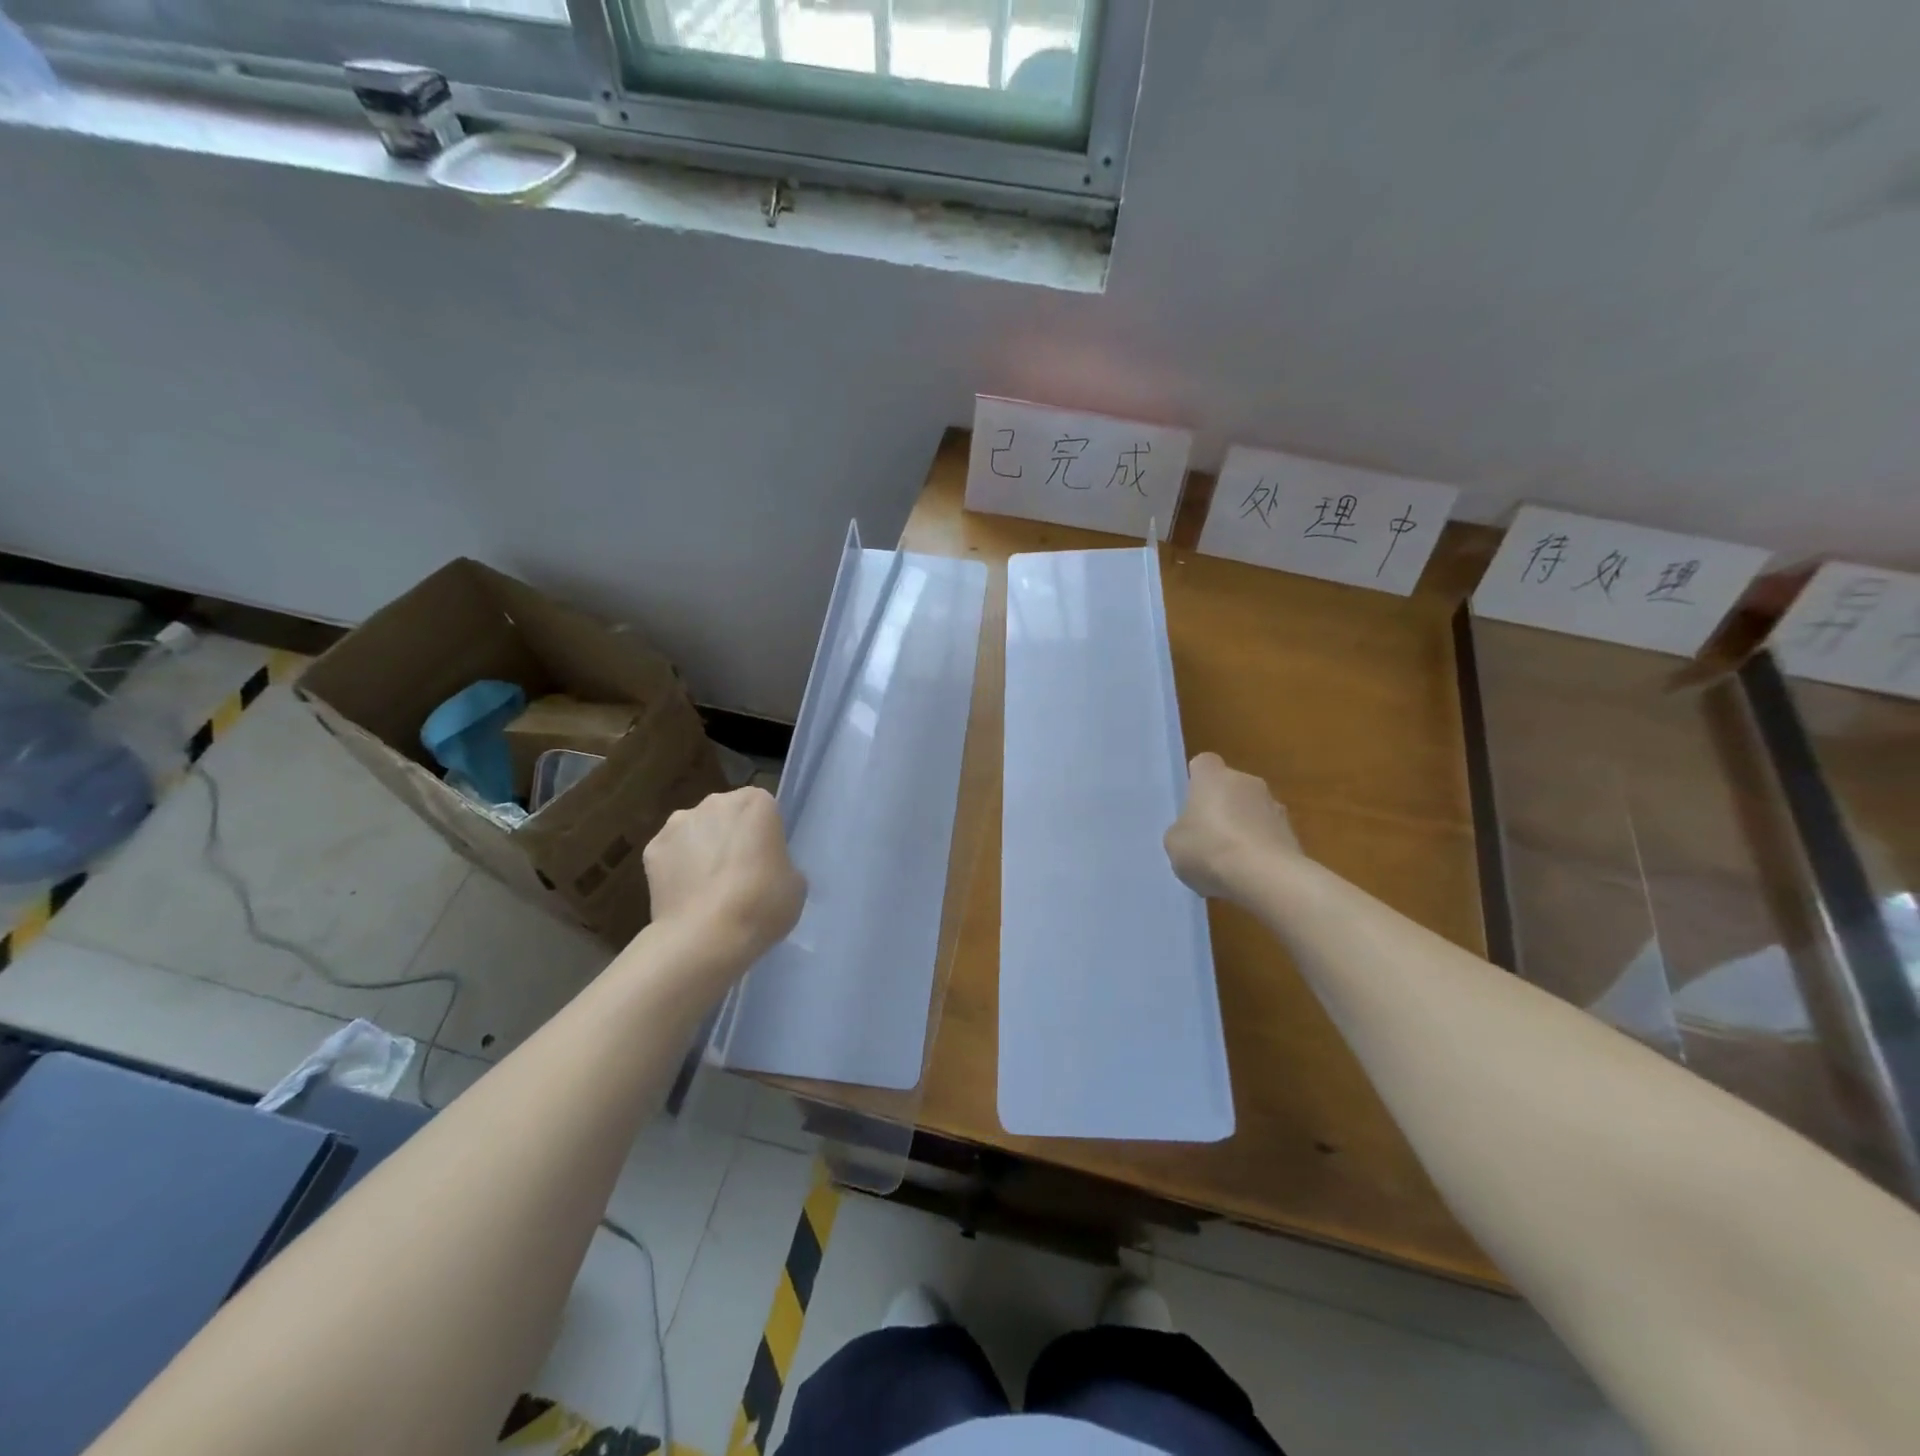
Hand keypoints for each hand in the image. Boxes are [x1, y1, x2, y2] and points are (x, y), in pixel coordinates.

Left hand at [643, 787, 805, 965]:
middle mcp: (715, 802)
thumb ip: (781, 863)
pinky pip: (671, 854)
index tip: (766, 859)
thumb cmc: (762, 904)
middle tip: (739, 873)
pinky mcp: (652, 849)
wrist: (706, 936)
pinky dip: (676, 869)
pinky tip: (685, 896)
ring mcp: (678, 823)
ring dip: (701, 848)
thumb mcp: (794, 884)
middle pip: (726, 814)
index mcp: (756, 803)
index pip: (763, 809)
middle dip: (730, 835)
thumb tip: (766, 868)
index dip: (764, 834)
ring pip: (695, 831)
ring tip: (708, 888)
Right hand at [1164, 752, 1302, 902]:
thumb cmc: (1210, 849)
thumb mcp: (1174, 843)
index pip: (1203, 764)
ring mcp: (1275, 807)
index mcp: (1213, 777)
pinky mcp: (1293, 834)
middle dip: (1222, 807)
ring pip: (1253, 812)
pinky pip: (1269, 836)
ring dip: (1244, 828)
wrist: (1266, 877)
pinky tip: (1251, 874)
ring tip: (1231, 862)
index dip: (1196, 782)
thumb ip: (1182, 830)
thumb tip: (1193, 831)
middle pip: (1231, 788)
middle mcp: (1247, 782)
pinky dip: (1261, 850)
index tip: (1191, 805)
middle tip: (1208, 837)